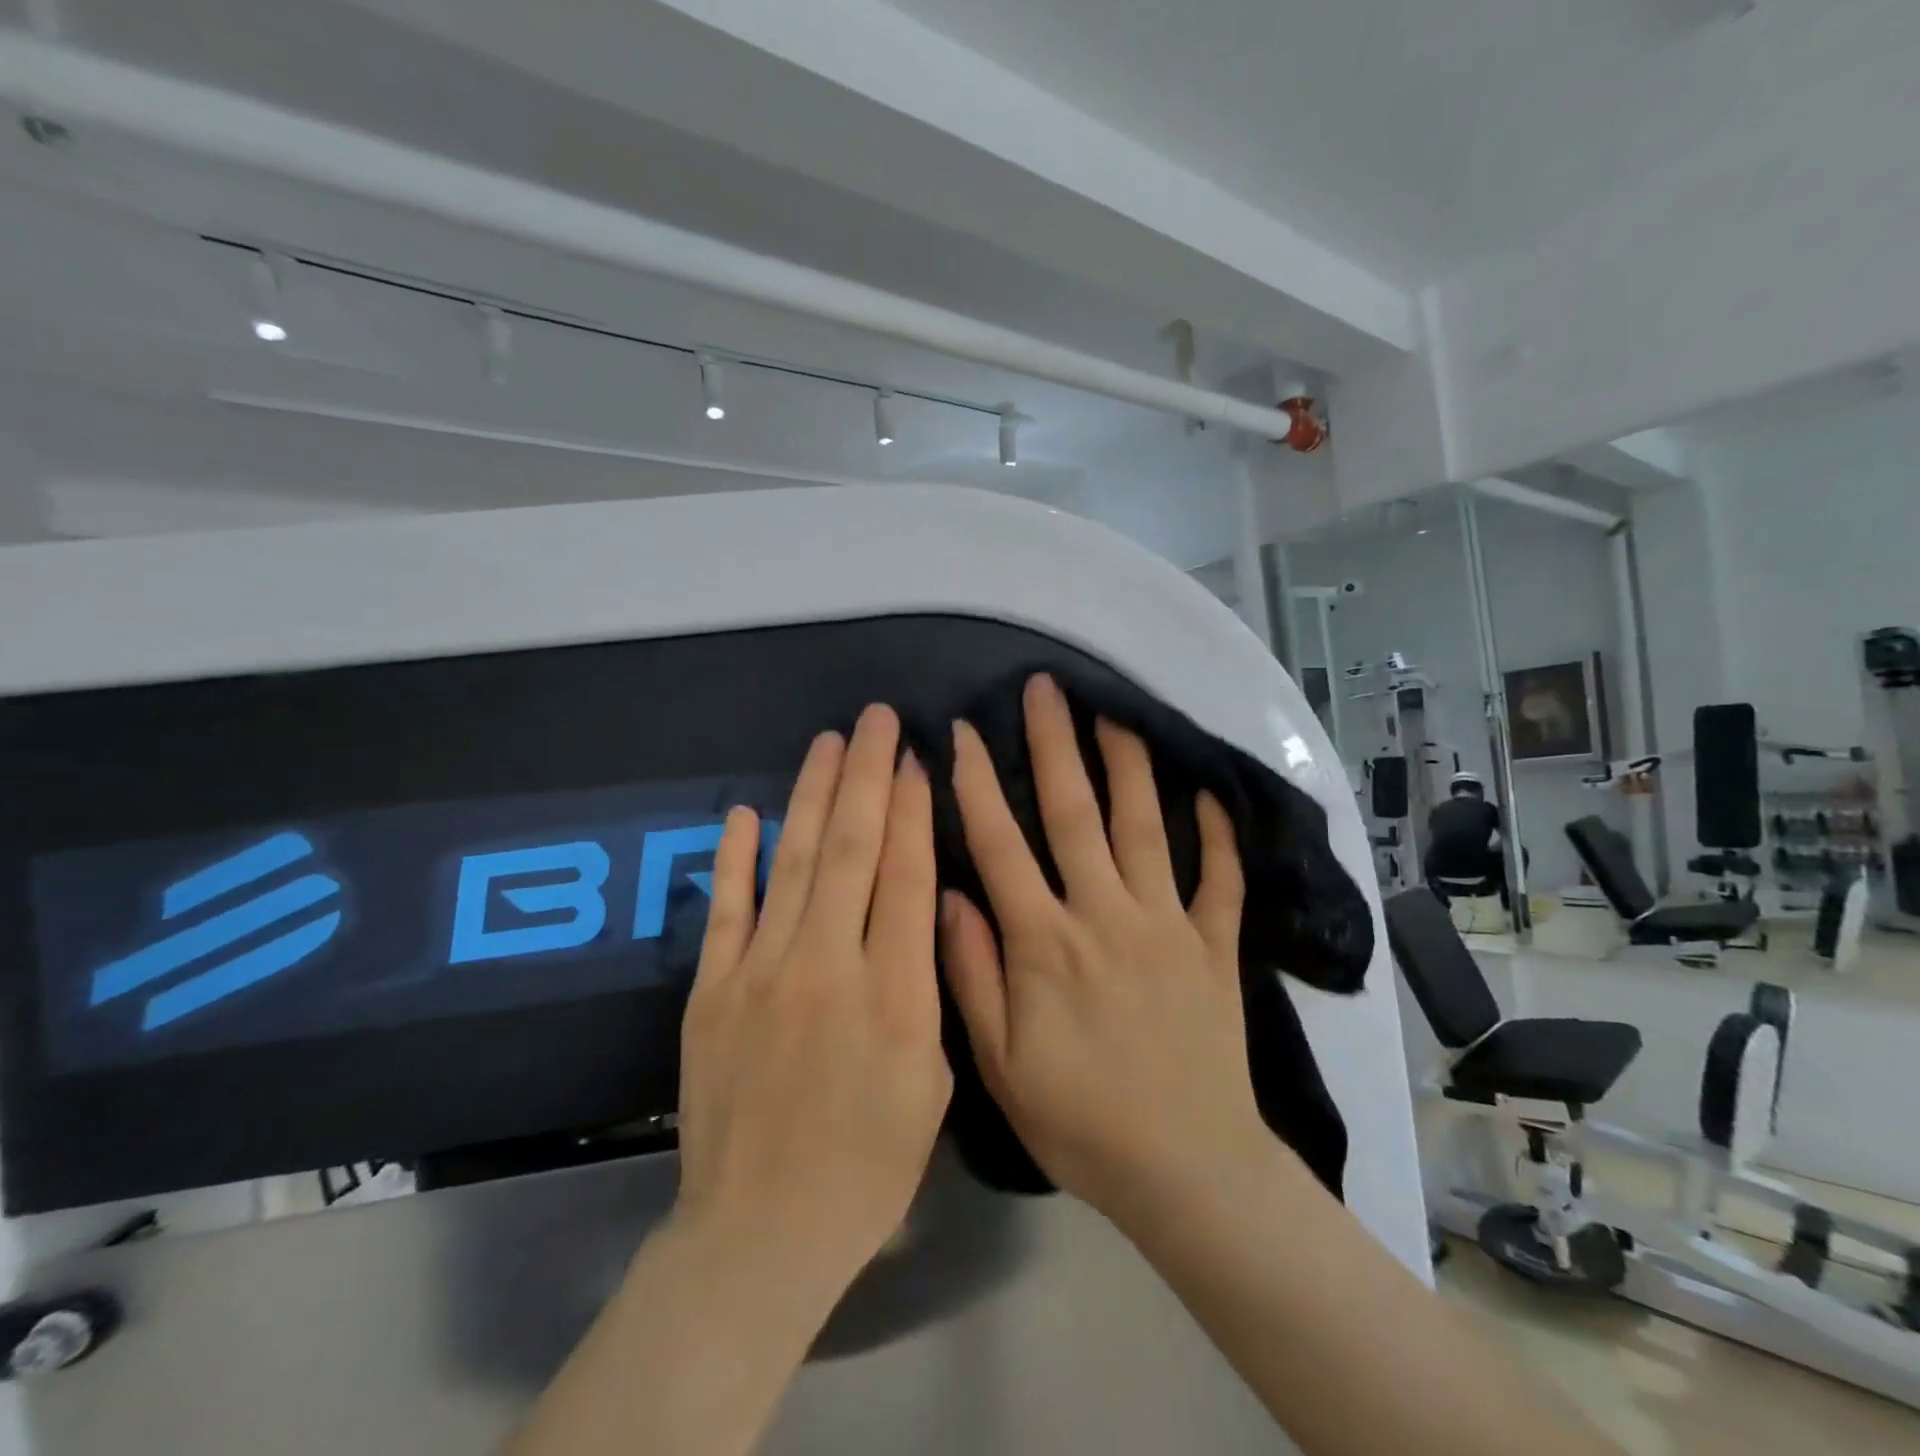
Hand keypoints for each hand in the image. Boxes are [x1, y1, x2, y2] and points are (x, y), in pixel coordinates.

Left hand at [672, 705, 951, 1302]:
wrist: (761, 1232)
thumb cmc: (868, 1167)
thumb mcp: (933, 1084)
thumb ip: (928, 989)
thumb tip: (921, 911)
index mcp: (893, 995)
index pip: (904, 876)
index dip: (912, 811)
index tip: (917, 760)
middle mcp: (826, 967)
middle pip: (850, 850)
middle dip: (867, 775)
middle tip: (876, 719)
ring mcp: (760, 974)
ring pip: (793, 863)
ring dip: (812, 795)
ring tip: (828, 742)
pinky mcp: (711, 991)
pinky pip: (725, 909)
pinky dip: (735, 856)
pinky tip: (748, 811)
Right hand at [942, 674, 1263, 1223]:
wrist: (1186, 1170)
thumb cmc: (1080, 1119)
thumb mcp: (1000, 1063)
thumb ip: (971, 974)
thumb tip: (946, 895)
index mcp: (1045, 942)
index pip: (1000, 844)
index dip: (977, 783)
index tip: (965, 732)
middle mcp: (1105, 914)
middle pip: (1074, 813)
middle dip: (1055, 743)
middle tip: (1045, 688)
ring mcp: (1167, 923)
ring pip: (1145, 826)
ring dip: (1129, 764)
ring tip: (1117, 711)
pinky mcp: (1214, 944)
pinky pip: (1219, 878)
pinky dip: (1218, 834)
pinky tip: (1210, 790)